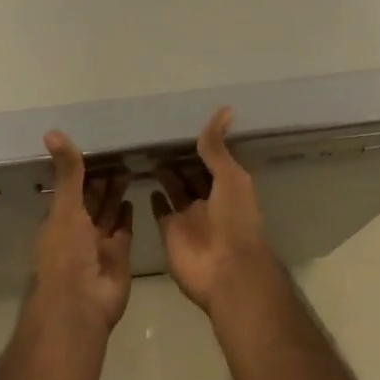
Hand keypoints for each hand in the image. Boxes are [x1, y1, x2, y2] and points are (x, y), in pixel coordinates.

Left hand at [33, 130, 133, 332]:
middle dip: (103, 180)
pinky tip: (133, 198)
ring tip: (129, 168)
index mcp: (59, 219)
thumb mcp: (65, 207)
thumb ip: (67, 171)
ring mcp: (99, 244)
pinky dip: (127, 215)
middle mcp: (78, 230)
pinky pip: (123, 230)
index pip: (73, 188)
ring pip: (109, 213)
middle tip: (121, 153)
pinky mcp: (119, 256)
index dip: (84, 170)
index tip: (99, 147)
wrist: (80, 305)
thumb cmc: (67, 253)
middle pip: (93, 199)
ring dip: (117, 193)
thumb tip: (51, 131)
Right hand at [153, 107, 277, 314]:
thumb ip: (218, 147)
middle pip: (191, 172)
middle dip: (178, 156)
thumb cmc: (234, 220)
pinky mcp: (170, 231)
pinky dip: (155, 198)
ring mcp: (188, 216)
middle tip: (155, 132)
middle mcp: (208, 198)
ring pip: (175, 188)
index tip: (180, 121)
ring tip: (146, 149)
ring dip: (164, 172)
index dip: (199, 143)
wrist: (226, 271)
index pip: (211, 158)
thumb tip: (225, 108)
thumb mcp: (230, 177)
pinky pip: (161, 211)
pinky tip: (144, 181)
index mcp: (226, 185)